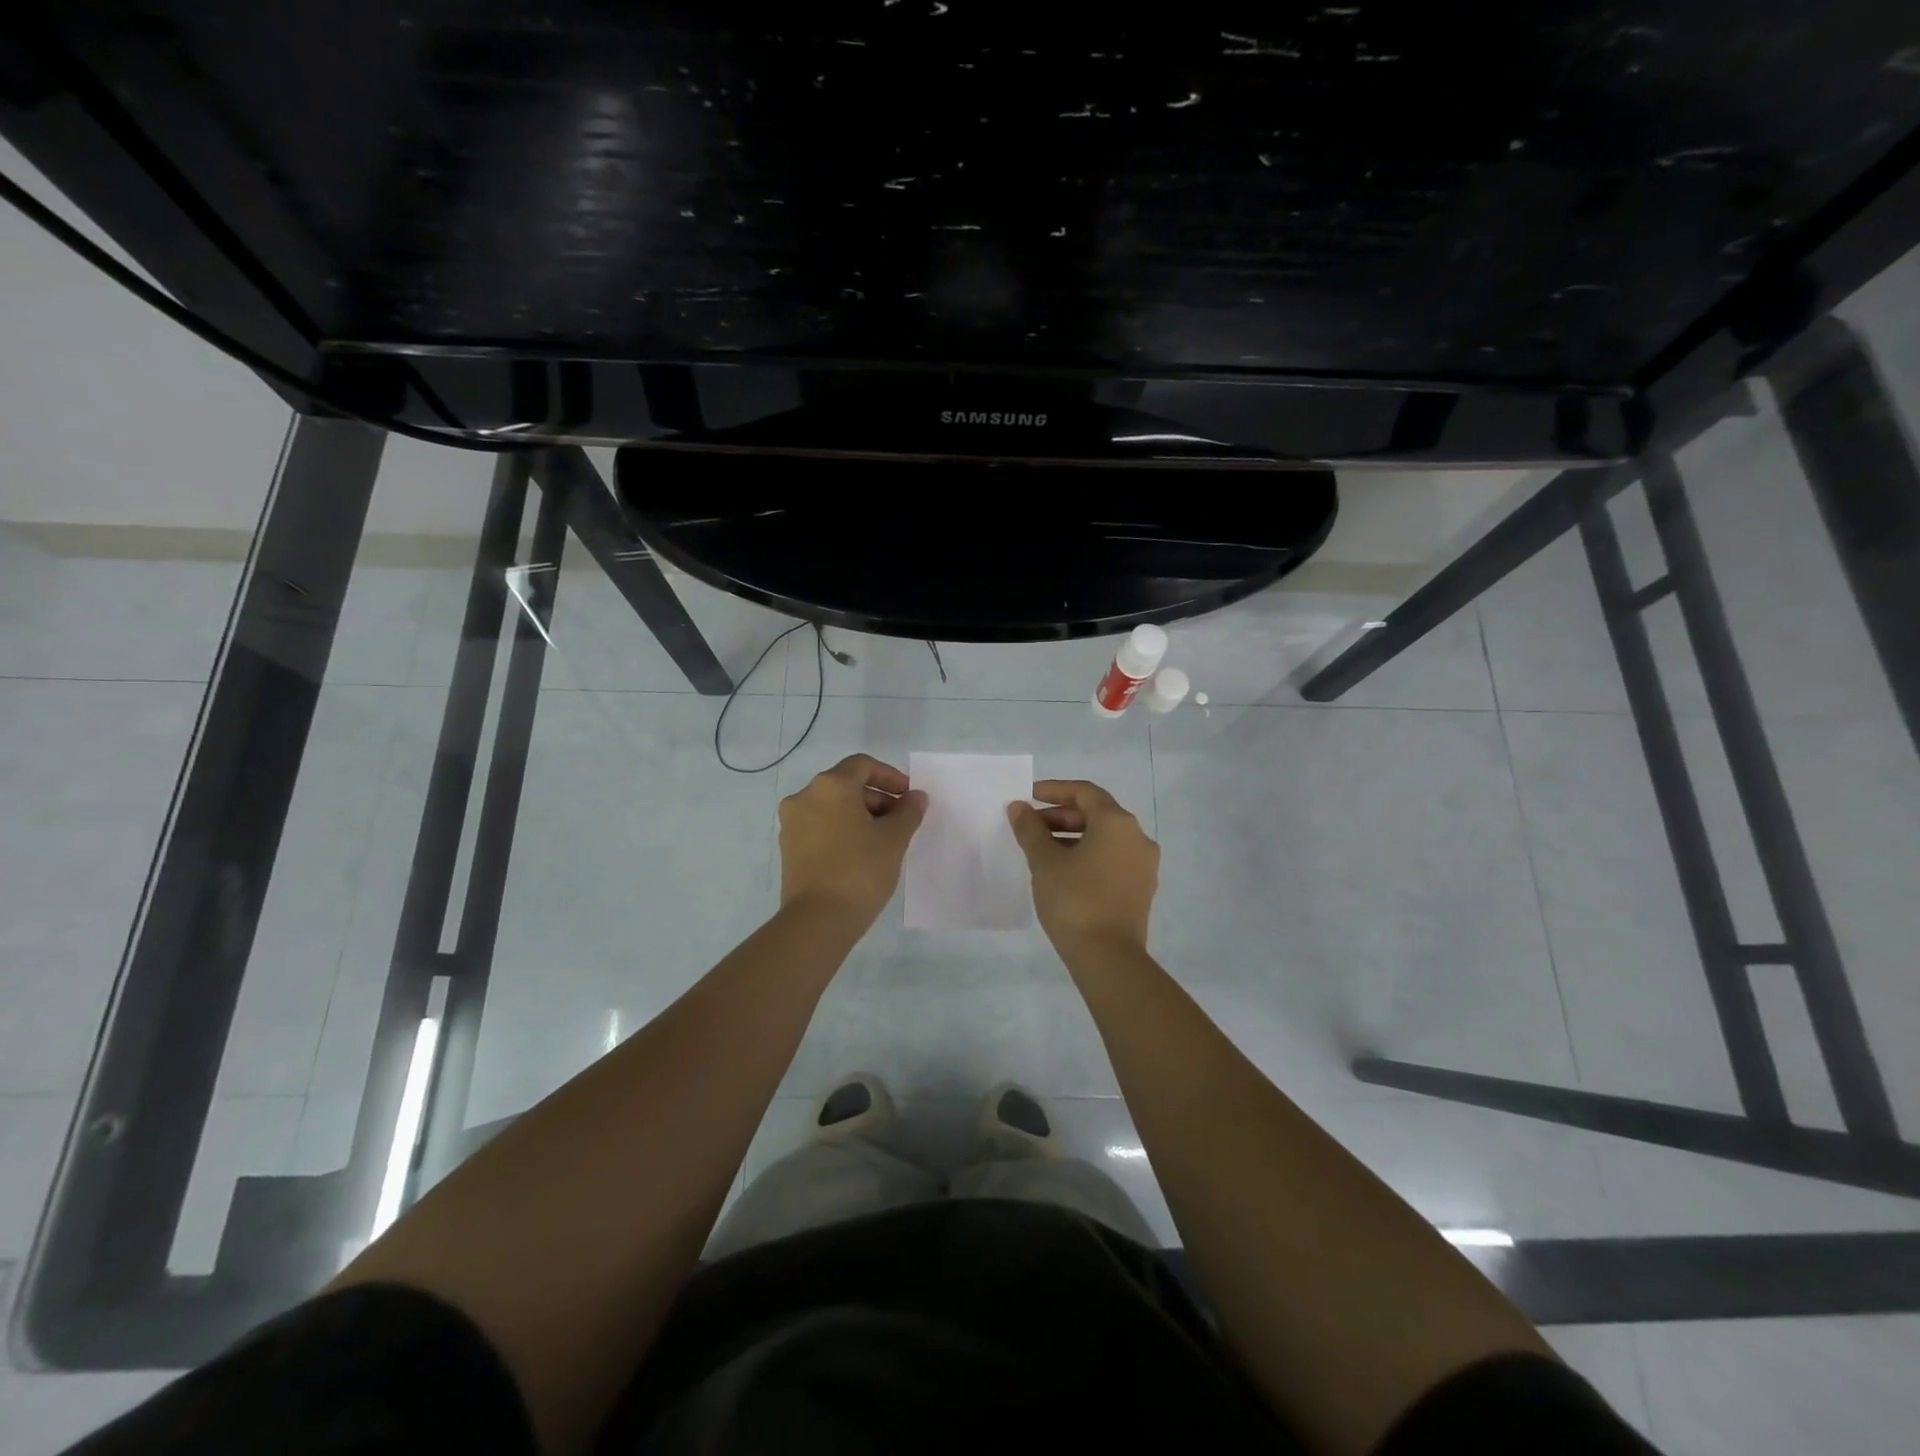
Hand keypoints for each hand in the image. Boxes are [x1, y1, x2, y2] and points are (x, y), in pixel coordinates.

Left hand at [778, 754, 927, 925]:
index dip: (890, 777)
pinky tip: (860, 853)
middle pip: (846, 785)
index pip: (862, 765)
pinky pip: (820, 826)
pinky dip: (841, 830)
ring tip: (883, 840)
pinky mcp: (788, 848)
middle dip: (877, 798)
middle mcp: (805, 796)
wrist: (818, 920)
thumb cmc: (860, 870)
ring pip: (832, 807)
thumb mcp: (894, 839)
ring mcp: (792, 823)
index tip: (909, 797)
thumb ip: (908, 811)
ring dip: (860, 815)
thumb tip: (915, 797)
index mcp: (830, 786)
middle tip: (901, 821)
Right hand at [1007, 779, 1159, 952]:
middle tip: (1030, 827)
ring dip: (1073, 836)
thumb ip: (1030, 829)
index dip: (1055, 790)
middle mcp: (1137, 837)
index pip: (1085, 792)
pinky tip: (1063, 871)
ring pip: (1105, 838)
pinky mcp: (1141, 888)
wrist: (1108, 957)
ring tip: (1042, 850)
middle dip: (1061, 816)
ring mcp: (1143, 865)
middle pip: (1097, 814)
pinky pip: (1112, 858)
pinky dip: (1088, 855)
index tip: (1029, 796)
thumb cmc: (1075, 900)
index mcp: (1117, 823)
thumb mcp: (1045, 862)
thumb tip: (1019, 807)